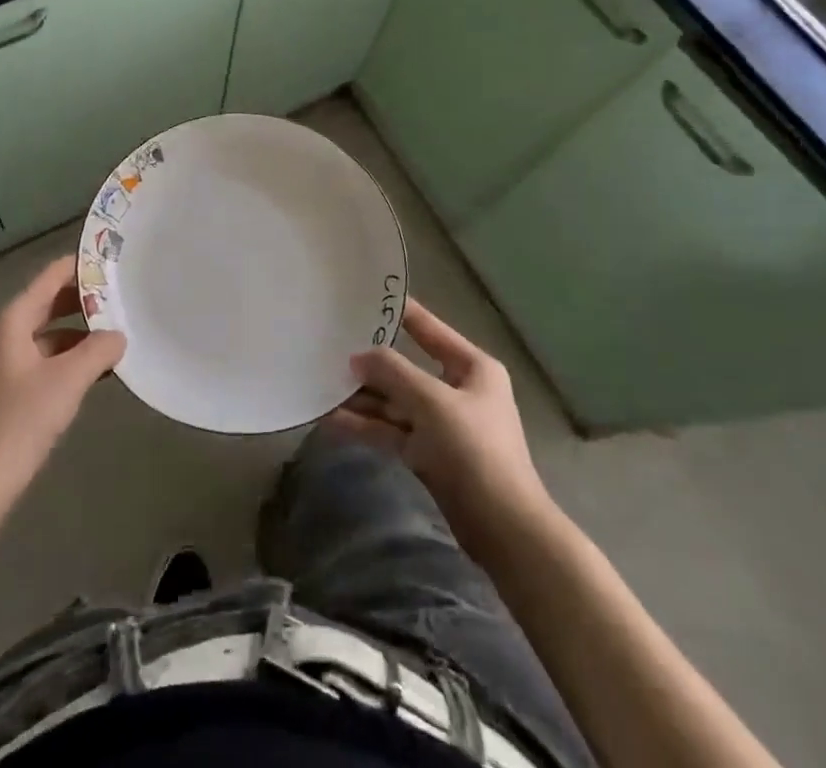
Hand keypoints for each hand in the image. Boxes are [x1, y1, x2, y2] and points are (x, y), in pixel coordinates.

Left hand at [0, 257, 125, 494]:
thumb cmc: (22, 420)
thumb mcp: (70, 379)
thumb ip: (99, 349)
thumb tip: (118, 336)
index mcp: (10, 320)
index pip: (50, 277)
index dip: (81, 267)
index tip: (113, 263)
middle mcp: (1, 332)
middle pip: (47, 302)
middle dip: (83, 301)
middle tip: (121, 299)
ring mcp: (0, 360)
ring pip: (46, 331)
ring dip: (78, 331)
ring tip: (115, 334)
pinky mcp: (4, 385)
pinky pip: (41, 355)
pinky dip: (66, 355)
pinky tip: (94, 369)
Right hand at [331, 299, 554, 554]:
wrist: (504, 530)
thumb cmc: (474, 450)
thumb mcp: (431, 402)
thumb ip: (392, 373)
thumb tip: (357, 358)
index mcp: (472, 367)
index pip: (429, 329)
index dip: (400, 312)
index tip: (365, 296)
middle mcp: (458, 390)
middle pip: (406, 368)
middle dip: (370, 363)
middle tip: (329, 345)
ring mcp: (443, 424)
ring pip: (395, 402)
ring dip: (362, 397)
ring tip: (321, 384)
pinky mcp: (429, 454)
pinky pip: (392, 431)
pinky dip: (366, 425)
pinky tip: (332, 420)